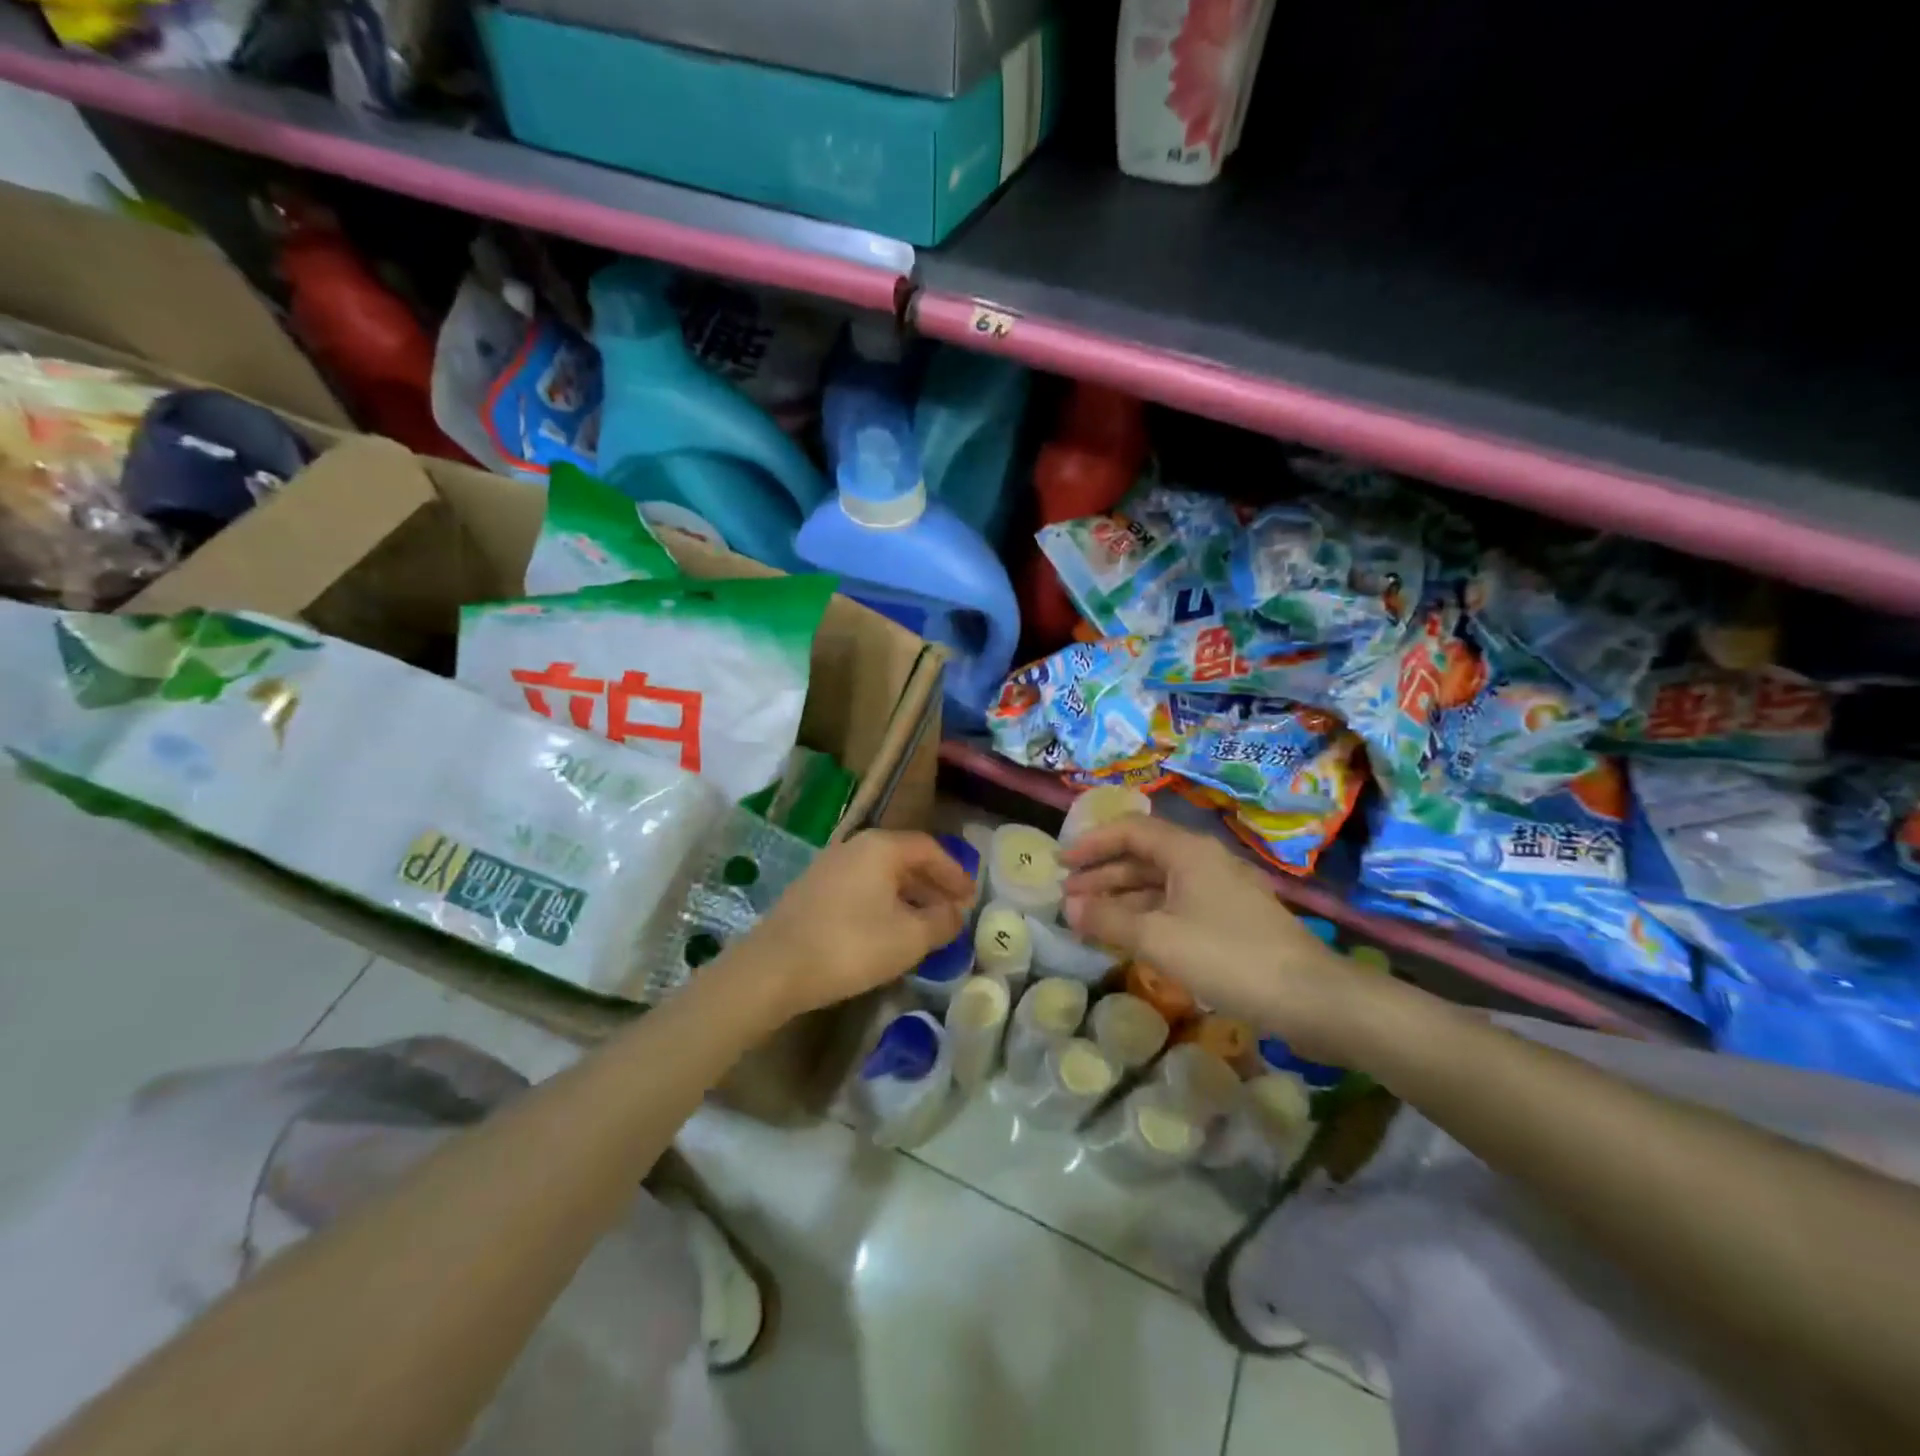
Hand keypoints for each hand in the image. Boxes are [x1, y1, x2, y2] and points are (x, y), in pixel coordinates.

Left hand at [731, 829, 974, 1022]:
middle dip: (933, 884)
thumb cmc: (850, 945)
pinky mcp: (812, 890)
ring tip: (926, 924)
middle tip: (954, 910)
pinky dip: (884, 902)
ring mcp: (829, 866)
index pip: (929, 849)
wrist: (773, 969)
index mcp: (880, 847)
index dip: (955, 873)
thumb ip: (942, 922)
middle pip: (905, 858)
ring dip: (909, 896)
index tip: (972, 897)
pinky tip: (888, 931)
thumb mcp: (909, 938)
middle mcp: (854, 846)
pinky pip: (861, 888)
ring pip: (882, 875)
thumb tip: (956, 913)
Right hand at [1061, 816, 1360, 1060]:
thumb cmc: (1229, 958)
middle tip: (1068, 897)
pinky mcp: (1231, 919)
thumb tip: (1070, 906)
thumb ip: (1109, 919)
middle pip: (1143, 855)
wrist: (1311, 998)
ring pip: (1159, 883)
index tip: (1060, 864)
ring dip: (1122, 897)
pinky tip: (1129, 936)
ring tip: (1089, 918)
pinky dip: (1146, 915)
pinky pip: (1176, 905)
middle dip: (1103, 873)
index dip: (1091, 843)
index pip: (1129, 830)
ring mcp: (1220, 890)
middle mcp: (1203, 861)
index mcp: (1187, 851)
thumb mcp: (1159, 938)